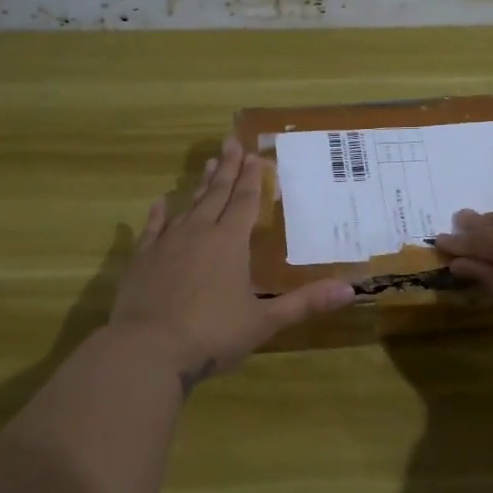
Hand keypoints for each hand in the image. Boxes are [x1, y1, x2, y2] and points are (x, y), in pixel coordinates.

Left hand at [110, 136, 354, 392]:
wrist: (147, 350)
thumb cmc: (212, 334)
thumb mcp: (264, 321)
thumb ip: (304, 302)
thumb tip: (351, 289)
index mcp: (230, 242)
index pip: (245, 202)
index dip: (253, 178)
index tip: (256, 154)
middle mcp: (198, 233)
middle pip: (216, 194)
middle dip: (227, 169)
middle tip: (231, 142)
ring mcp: (166, 244)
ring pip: (187, 206)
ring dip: (200, 185)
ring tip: (208, 163)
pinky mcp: (141, 260)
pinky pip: (152, 229)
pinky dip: (158, 214)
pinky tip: (160, 202)